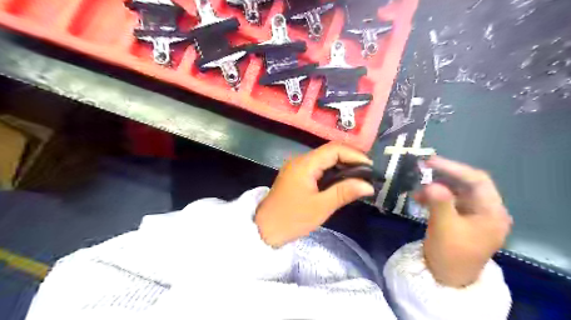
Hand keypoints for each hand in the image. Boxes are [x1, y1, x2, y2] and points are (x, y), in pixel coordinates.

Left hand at [257, 143, 377, 247]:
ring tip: (359, 177)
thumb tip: (369, 185)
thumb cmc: (292, 219)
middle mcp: (300, 160)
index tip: (370, 167)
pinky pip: (317, 167)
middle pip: (329, 151)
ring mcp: (297, 167)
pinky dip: (332, 172)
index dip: (354, 155)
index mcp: (305, 164)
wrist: (264, 229)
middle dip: (350, 159)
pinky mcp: (296, 175)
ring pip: (324, 159)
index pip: (334, 149)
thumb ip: (344, 192)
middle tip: (367, 173)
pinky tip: (341, 181)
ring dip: (342, 166)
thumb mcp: (320, 207)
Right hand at [416, 156, 513, 286]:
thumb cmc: (450, 254)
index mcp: (492, 212)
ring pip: (457, 191)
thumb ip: (439, 202)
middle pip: (467, 184)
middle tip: (421, 169)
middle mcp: (487, 210)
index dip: (453, 168)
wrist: (446, 277)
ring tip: (417, 187)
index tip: (430, 161)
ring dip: (437, 187)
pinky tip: (419, 198)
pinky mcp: (462, 218)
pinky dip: (435, 197)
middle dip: (443, 176)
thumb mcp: (444, 227)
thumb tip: (431, 183)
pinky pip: (450, 201)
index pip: (477, 180)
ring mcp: (474, 214)